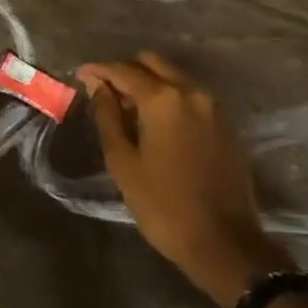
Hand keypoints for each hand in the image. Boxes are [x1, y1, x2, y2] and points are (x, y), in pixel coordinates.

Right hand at [77, 53, 290, 307]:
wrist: (224, 243)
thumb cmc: (164, 205)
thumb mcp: (124, 163)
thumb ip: (108, 117)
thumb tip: (99, 88)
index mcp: (163, 99)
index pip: (124, 70)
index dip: (100, 71)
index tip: (82, 75)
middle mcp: (191, 92)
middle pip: (153, 64)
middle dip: (127, 71)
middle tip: (106, 91)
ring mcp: (213, 106)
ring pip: (175, 77)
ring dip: (150, 83)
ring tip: (129, 108)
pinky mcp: (225, 124)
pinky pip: (191, 96)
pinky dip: (170, 97)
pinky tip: (157, 122)